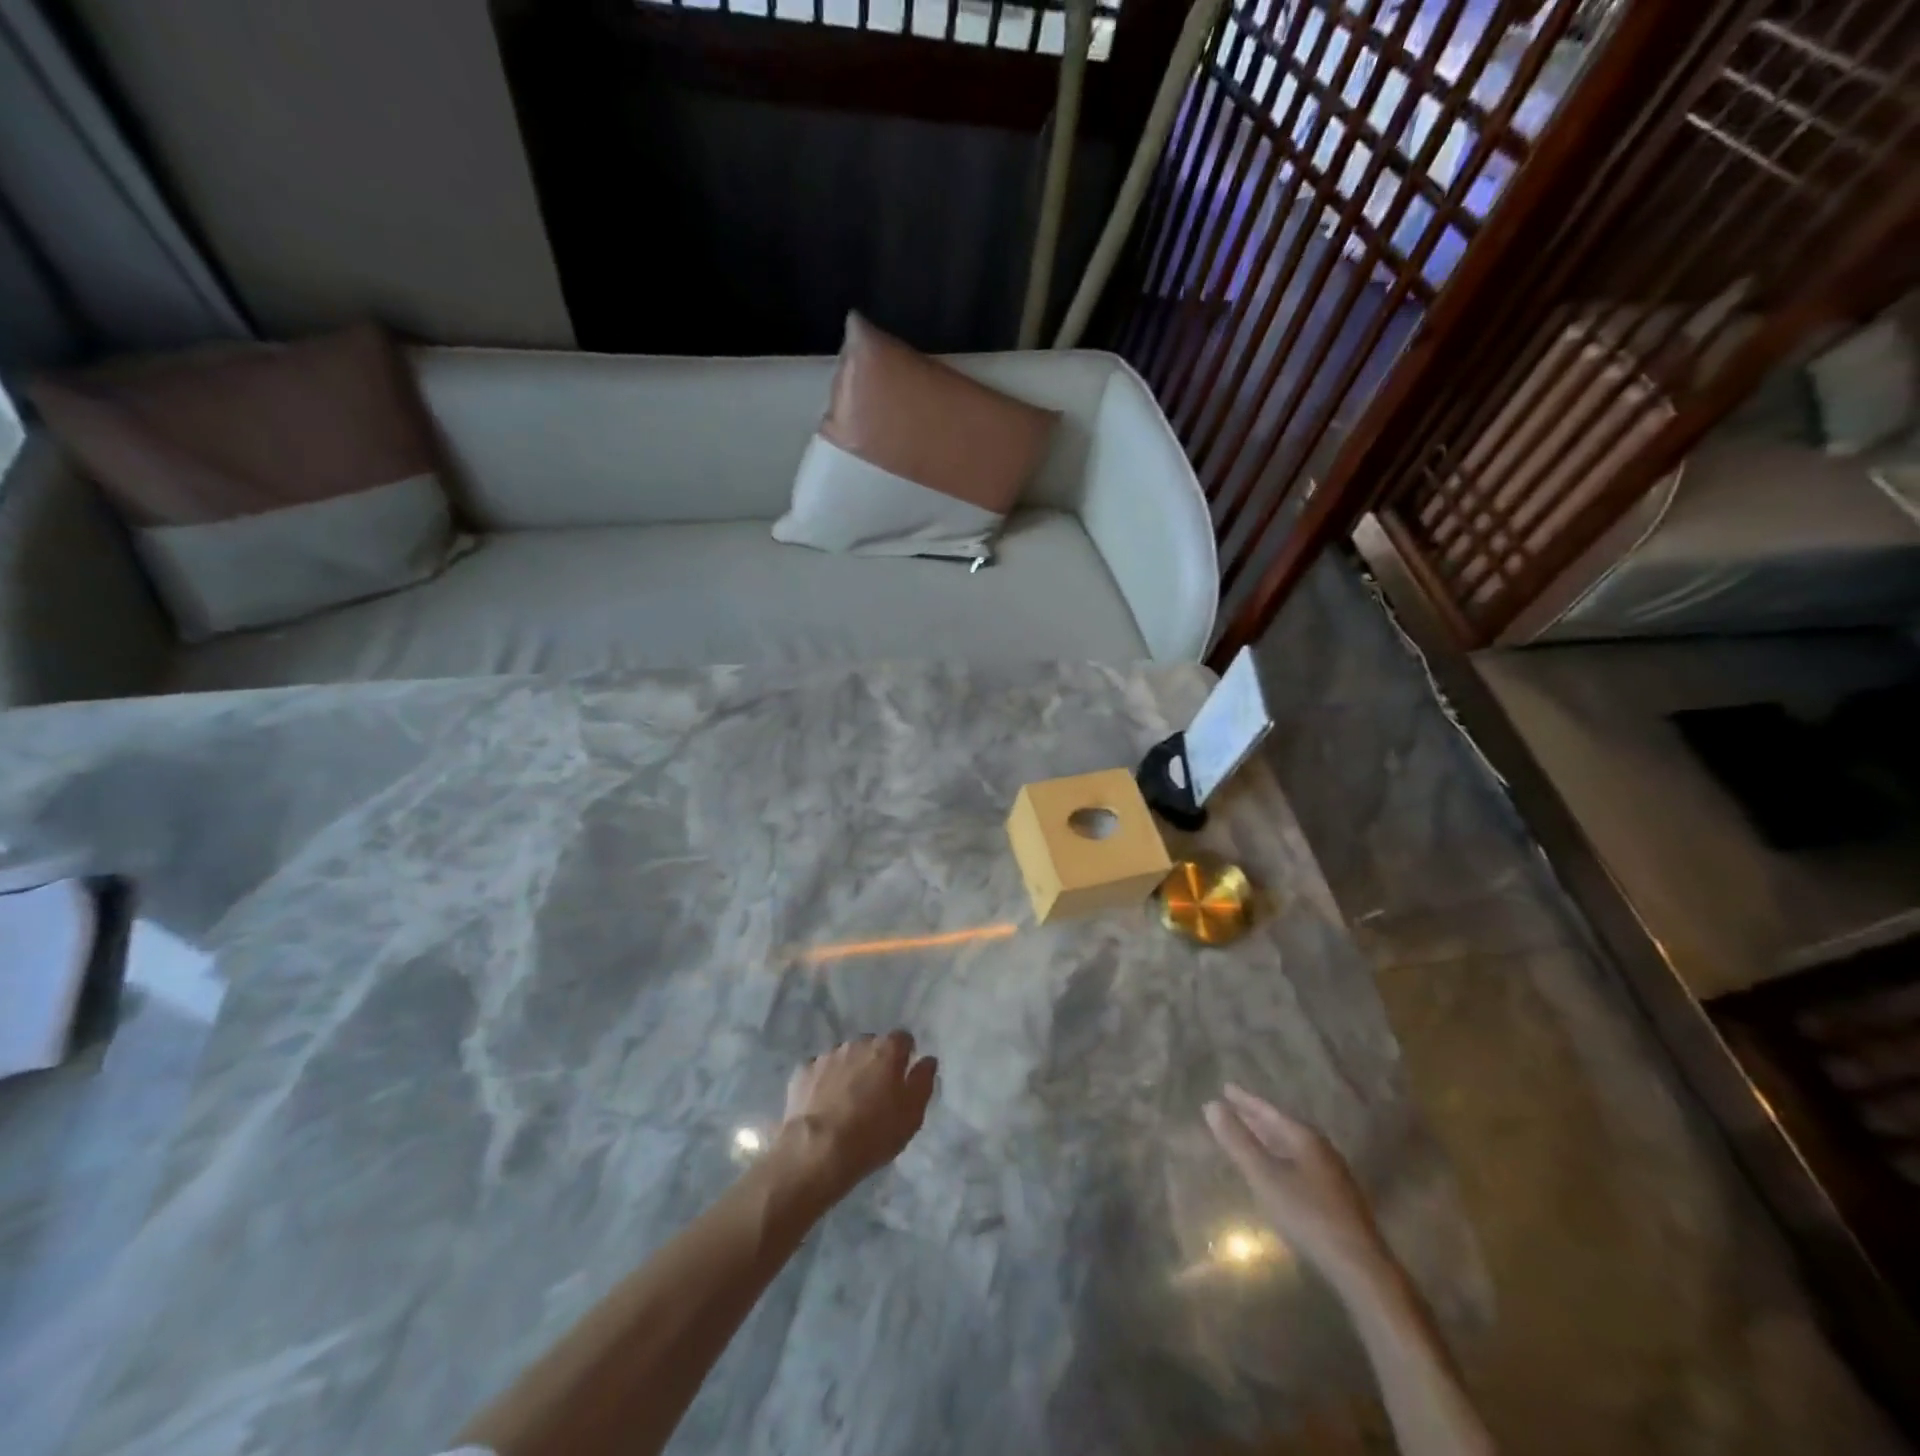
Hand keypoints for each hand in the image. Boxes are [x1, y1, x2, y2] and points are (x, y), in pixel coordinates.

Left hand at [777, 1032, 937, 1203]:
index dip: (904, 1055)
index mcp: (886, 1050)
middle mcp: (856, 1044)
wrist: (817, 1151)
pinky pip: (819, 1071)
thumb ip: (923, 1082)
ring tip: (846, 1103)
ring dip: (848, 1071)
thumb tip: (927, 1060)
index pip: (902, 1039)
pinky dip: (823, 1083)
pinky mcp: (803, 1071)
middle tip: (874, 1094)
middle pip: (871, 1046)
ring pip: (844, 1057)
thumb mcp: (911, 1115)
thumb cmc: (873, 1134)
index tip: (902, 1077)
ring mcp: (826, 1056)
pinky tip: (822, 1107)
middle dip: (875, 1063)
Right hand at [1205, 1084, 1388, 1285]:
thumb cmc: (1308, 1216)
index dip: (1245, 1100)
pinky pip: (1300, 1162)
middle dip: (1256, 1117)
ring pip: (1292, 1145)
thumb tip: (1211, 1105)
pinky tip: (1276, 1169)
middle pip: (1282, 1126)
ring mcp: (1332, 1172)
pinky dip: (1281, 1156)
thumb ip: (1238, 1142)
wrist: (1360, 1267)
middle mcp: (1321, 1148)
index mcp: (1305, 1138)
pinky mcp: (1336, 1195)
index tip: (1225, 1087)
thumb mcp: (1265, 1177)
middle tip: (1233, 1106)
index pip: (1269, 1111)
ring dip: (1269, 1137)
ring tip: (1250, 1134)